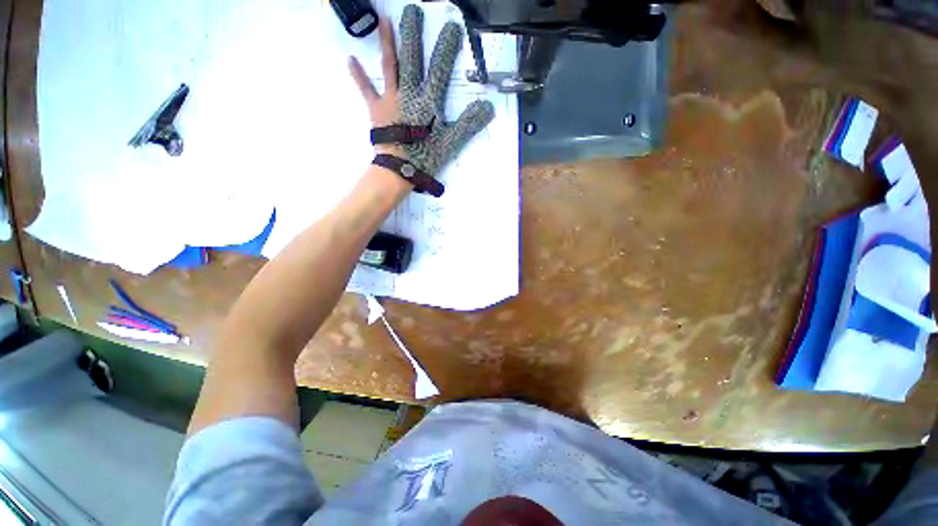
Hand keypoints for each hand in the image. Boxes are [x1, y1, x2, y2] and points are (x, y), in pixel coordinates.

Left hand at [348, 5, 494, 175]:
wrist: (398, 170)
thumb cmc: (425, 157)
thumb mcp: (451, 142)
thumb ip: (469, 123)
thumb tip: (488, 106)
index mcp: (429, 99)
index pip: (441, 68)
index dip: (447, 47)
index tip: (452, 27)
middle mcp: (409, 92)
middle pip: (412, 58)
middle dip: (414, 34)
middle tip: (413, 10)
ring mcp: (390, 98)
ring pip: (390, 65)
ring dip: (388, 42)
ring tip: (385, 19)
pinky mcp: (376, 109)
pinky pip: (366, 89)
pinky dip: (358, 75)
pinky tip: (350, 59)